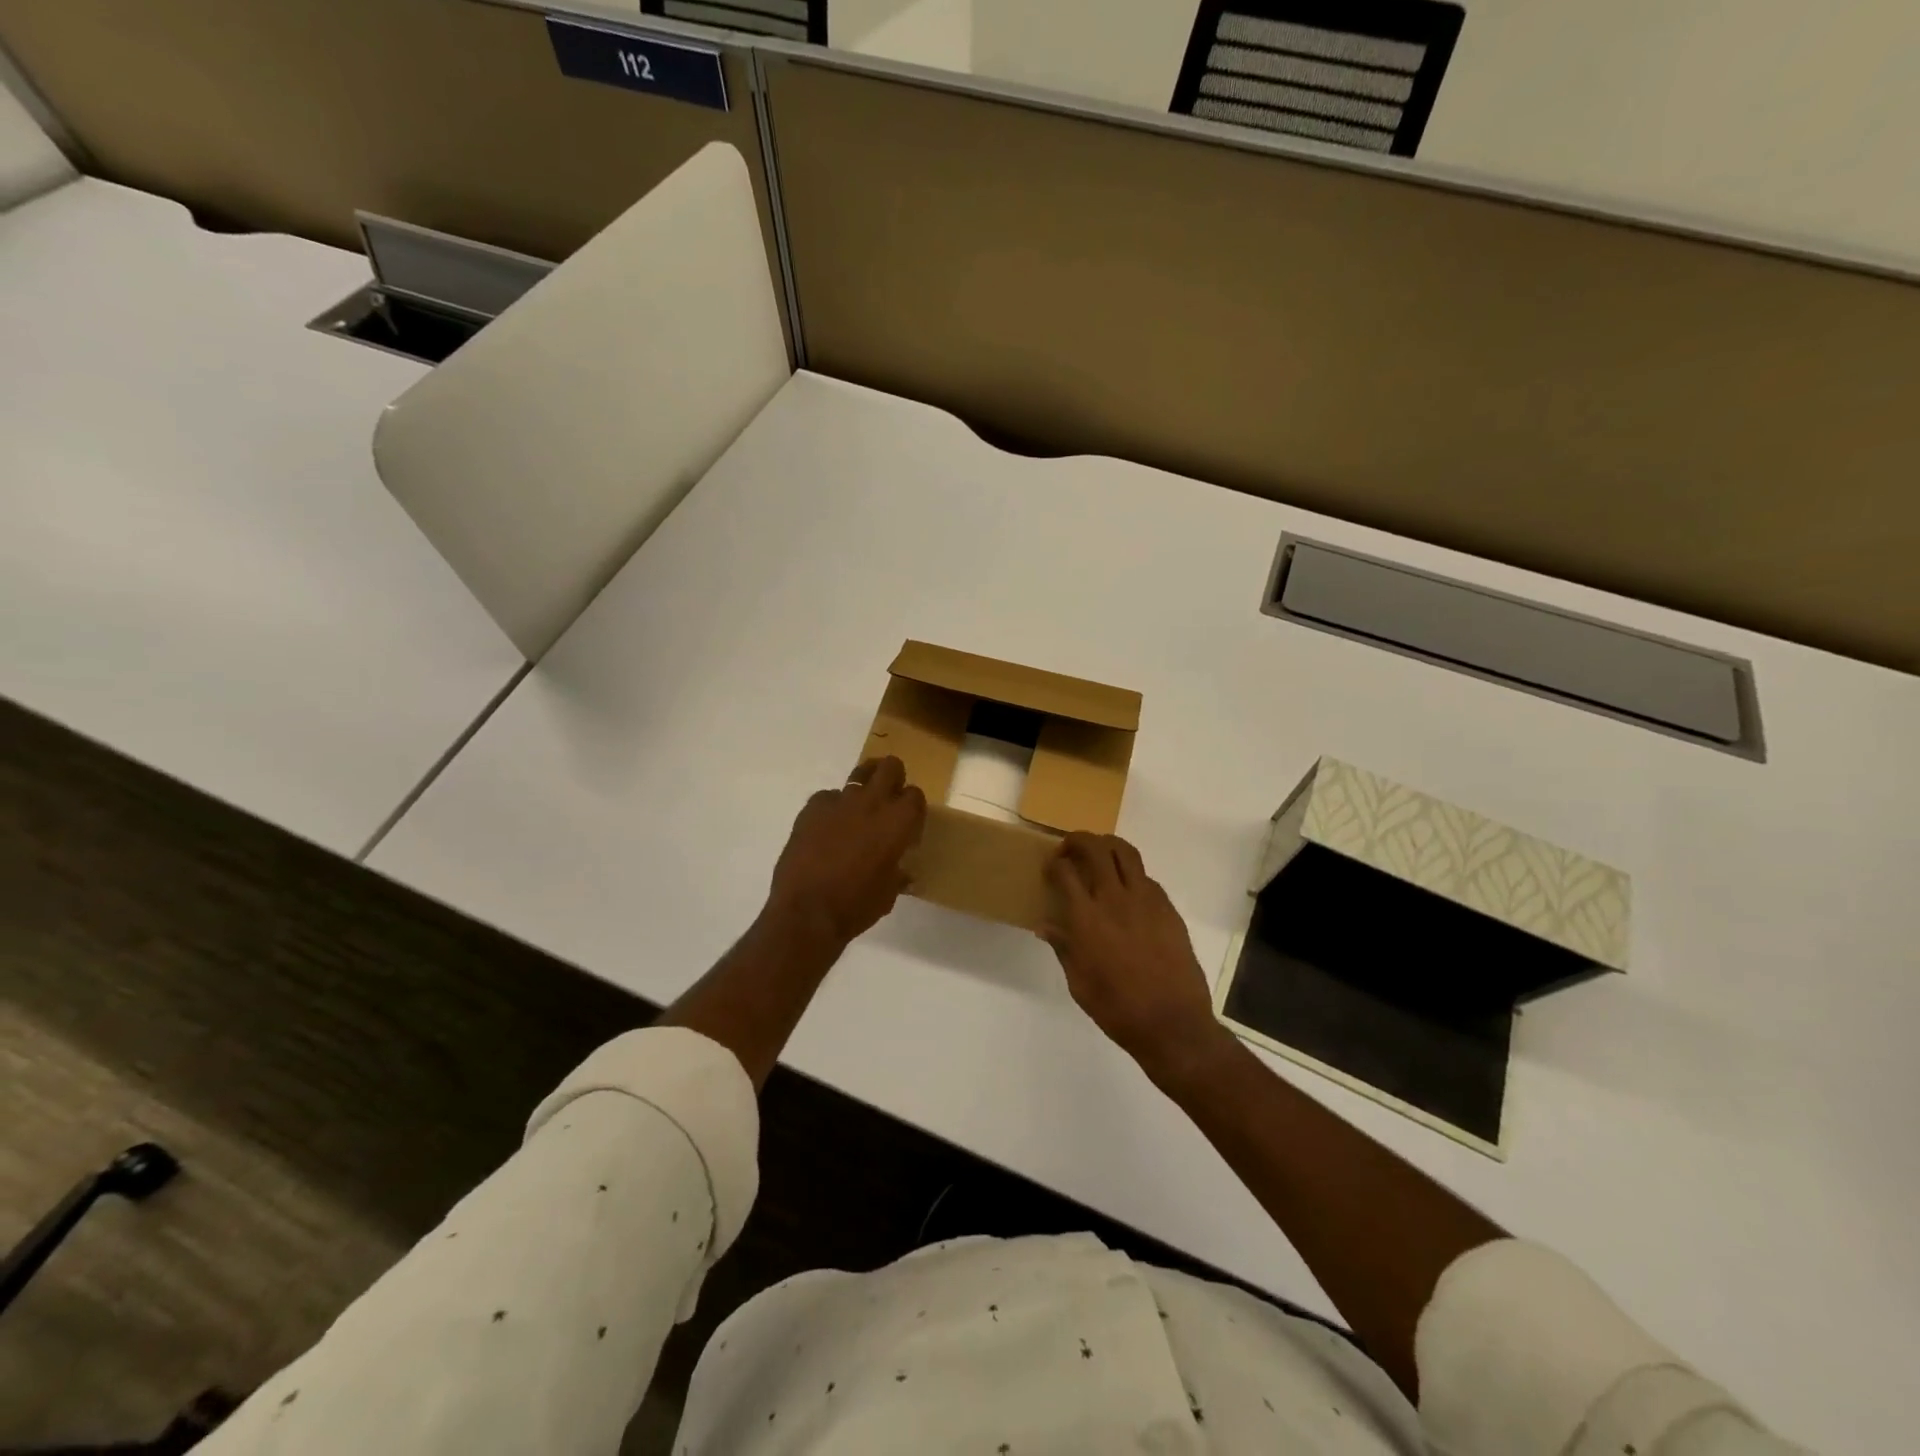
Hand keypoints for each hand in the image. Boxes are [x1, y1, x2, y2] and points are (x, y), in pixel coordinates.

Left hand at [768, 756, 926, 946]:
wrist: (806, 912)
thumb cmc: (856, 906)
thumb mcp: (888, 893)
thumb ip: (897, 873)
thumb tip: (901, 872)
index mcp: (898, 822)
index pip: (915, 795)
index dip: (913, 809)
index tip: (908, 827)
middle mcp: (872, 802)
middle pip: (891, 767)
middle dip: (893, 779)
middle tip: (888, 801)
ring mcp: (840, 801)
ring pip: (860, 773)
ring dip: (864, 787)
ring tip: (859, 808)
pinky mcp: (812, 807)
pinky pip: (828, 797)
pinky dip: (832, 809)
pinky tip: (827, 830)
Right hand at [1042, 833, 1228, 1078]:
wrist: (1172, 1023)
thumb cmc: (1118, 1009)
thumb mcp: (1079, 983)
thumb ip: (1063, 948)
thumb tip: (1046, 926)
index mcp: (1087, 919)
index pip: (1065, 872)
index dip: (1054, 864)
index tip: (1050, 868)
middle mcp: (1115, 900)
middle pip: (1095, 849)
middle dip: (1077, 840)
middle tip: (1069, 848)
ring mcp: (1145, 900)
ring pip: (1125, 852)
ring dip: (1107, 845)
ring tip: (1098, 852)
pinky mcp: (1167, 908)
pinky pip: (1146, 877)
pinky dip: (1131, 873)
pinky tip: (1126, 889)